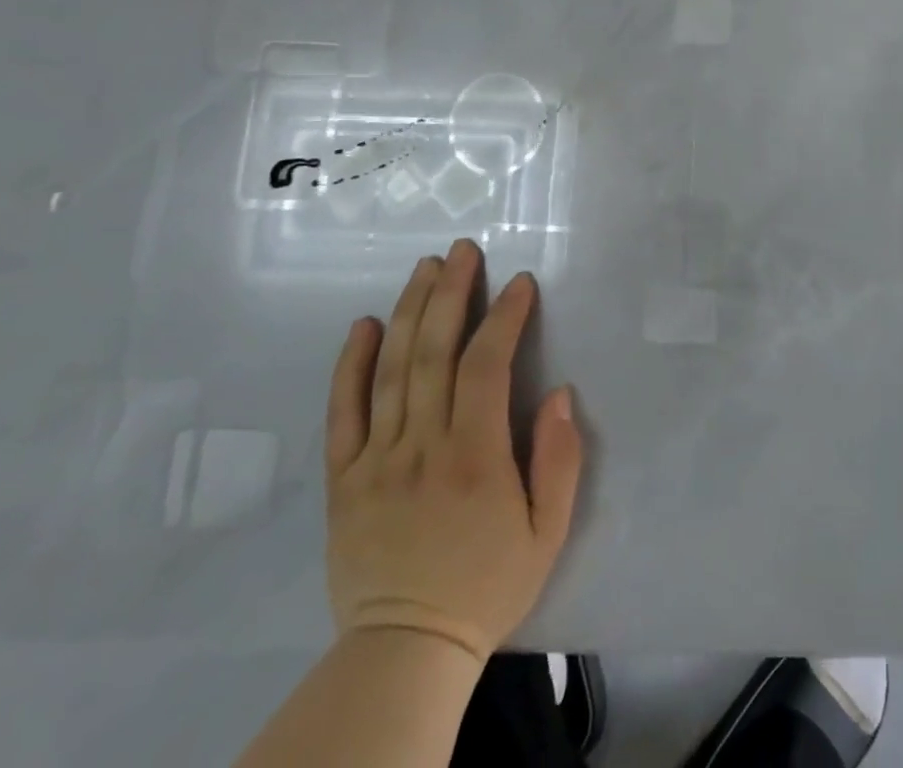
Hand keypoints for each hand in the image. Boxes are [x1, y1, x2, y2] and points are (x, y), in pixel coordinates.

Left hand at [324, 239, 582, 661]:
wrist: (405, 651)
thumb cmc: (487, 585)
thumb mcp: (548, 532)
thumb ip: (559, 460)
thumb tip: (559, 394)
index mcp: (475, 457)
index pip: (486, 366)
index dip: (504, 317)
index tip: (519, 283)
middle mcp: (422, 447)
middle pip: (434, 352)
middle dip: (451, 293)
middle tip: (463, 250)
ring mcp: (376, 460)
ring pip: (391, 370)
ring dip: (410, 311)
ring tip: (425, 268)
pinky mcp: (343, 480)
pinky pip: (343, 413)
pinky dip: (351, 365)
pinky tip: (363, 325)